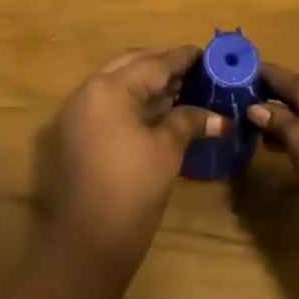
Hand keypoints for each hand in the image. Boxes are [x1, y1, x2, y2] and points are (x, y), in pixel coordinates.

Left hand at [42, 47, 227, 274]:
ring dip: (150, 85)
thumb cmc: (131, 191)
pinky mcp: (78, 135)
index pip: (153, 63)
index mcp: (108, 87)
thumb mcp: (166, 151)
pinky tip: (162, 111)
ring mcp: (79, 113)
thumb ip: (189, 121)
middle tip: (197, 71)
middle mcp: (89, 91)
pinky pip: (111, 104)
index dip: (182, 58)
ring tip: (185, 88)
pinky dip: (136, 102)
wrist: (86, 245)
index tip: (208, 53)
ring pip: (120, 85)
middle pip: (133, 67)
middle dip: (164, 66)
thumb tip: (220, 118)